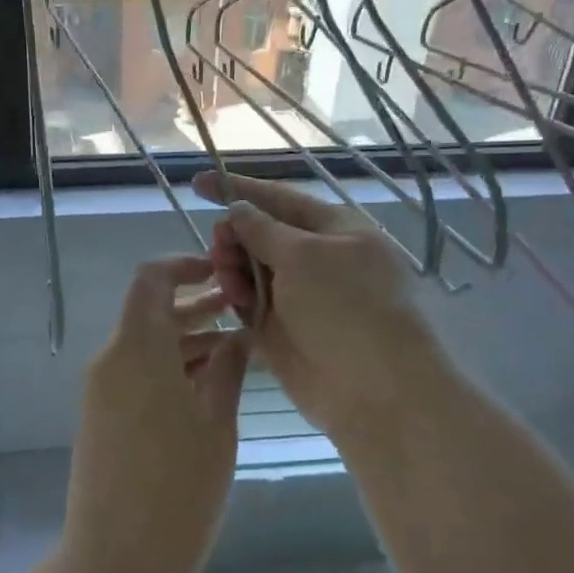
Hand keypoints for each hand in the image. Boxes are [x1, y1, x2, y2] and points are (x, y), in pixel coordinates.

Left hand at [61, 256, 249, 572]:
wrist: (117, 561)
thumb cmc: (179, 489)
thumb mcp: (216, 423)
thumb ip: (227, 369)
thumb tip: (236, 336)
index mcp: (137, 349)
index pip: (151, 279)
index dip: (184, 265)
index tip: (221, 272)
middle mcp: (111, 360)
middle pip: (150, 313)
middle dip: (195, 307)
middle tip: (243, 312)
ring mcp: (101, 391)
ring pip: (145, 346)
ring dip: (185, 341)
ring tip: (236, 350)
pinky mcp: (101, 418)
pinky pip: (135, 374)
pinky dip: (168, 368)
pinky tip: (207, 386)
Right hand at [194, 171, 447, 445]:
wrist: (375, 390)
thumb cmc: (348, 308)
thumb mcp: (305, 256)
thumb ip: (264, 229)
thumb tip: (240, 209)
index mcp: (332, 228)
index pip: (278, 198)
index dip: (239, 189)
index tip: (198, 183)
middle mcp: (315, 257)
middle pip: (259, 233)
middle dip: (234, 236)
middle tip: (220, 249)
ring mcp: (298, 295)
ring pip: (249, 268)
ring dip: (232, 268)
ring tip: (232, 285)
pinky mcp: (281, 328)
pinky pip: (248, 302)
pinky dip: (237, 298)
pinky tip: (234, 303)